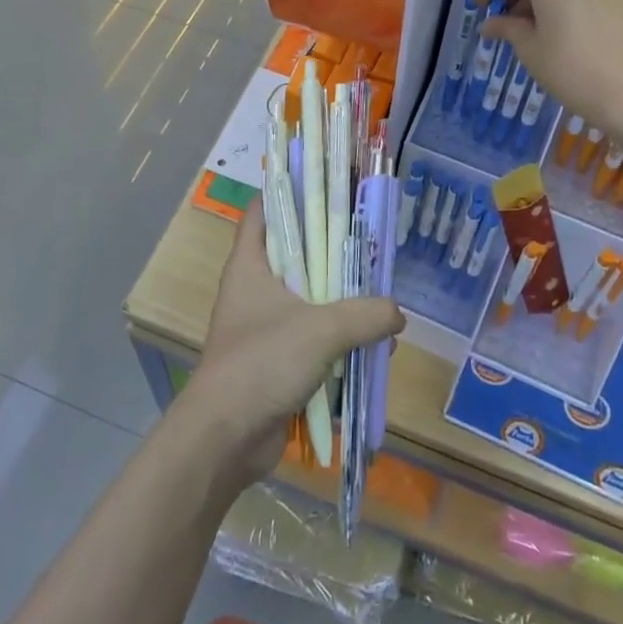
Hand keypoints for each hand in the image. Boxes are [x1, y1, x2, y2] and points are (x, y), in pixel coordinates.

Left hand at [187, 200, 403, 482]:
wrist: (225, 438)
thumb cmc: (262, 363)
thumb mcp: (321, 330)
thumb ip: (365, 316)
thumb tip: (397, 314)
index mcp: (250, 264)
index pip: (264, 210)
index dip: (291, 192)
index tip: (328, 185)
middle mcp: (254, 288)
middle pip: (295, 253)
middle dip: (333, 252)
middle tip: (370, 244)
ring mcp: (263, 326)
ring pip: (308, 299)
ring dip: (342, 303)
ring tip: (380, 301)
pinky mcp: (275, 360)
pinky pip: (312, 339)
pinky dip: (338, 341)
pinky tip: (371, 349)